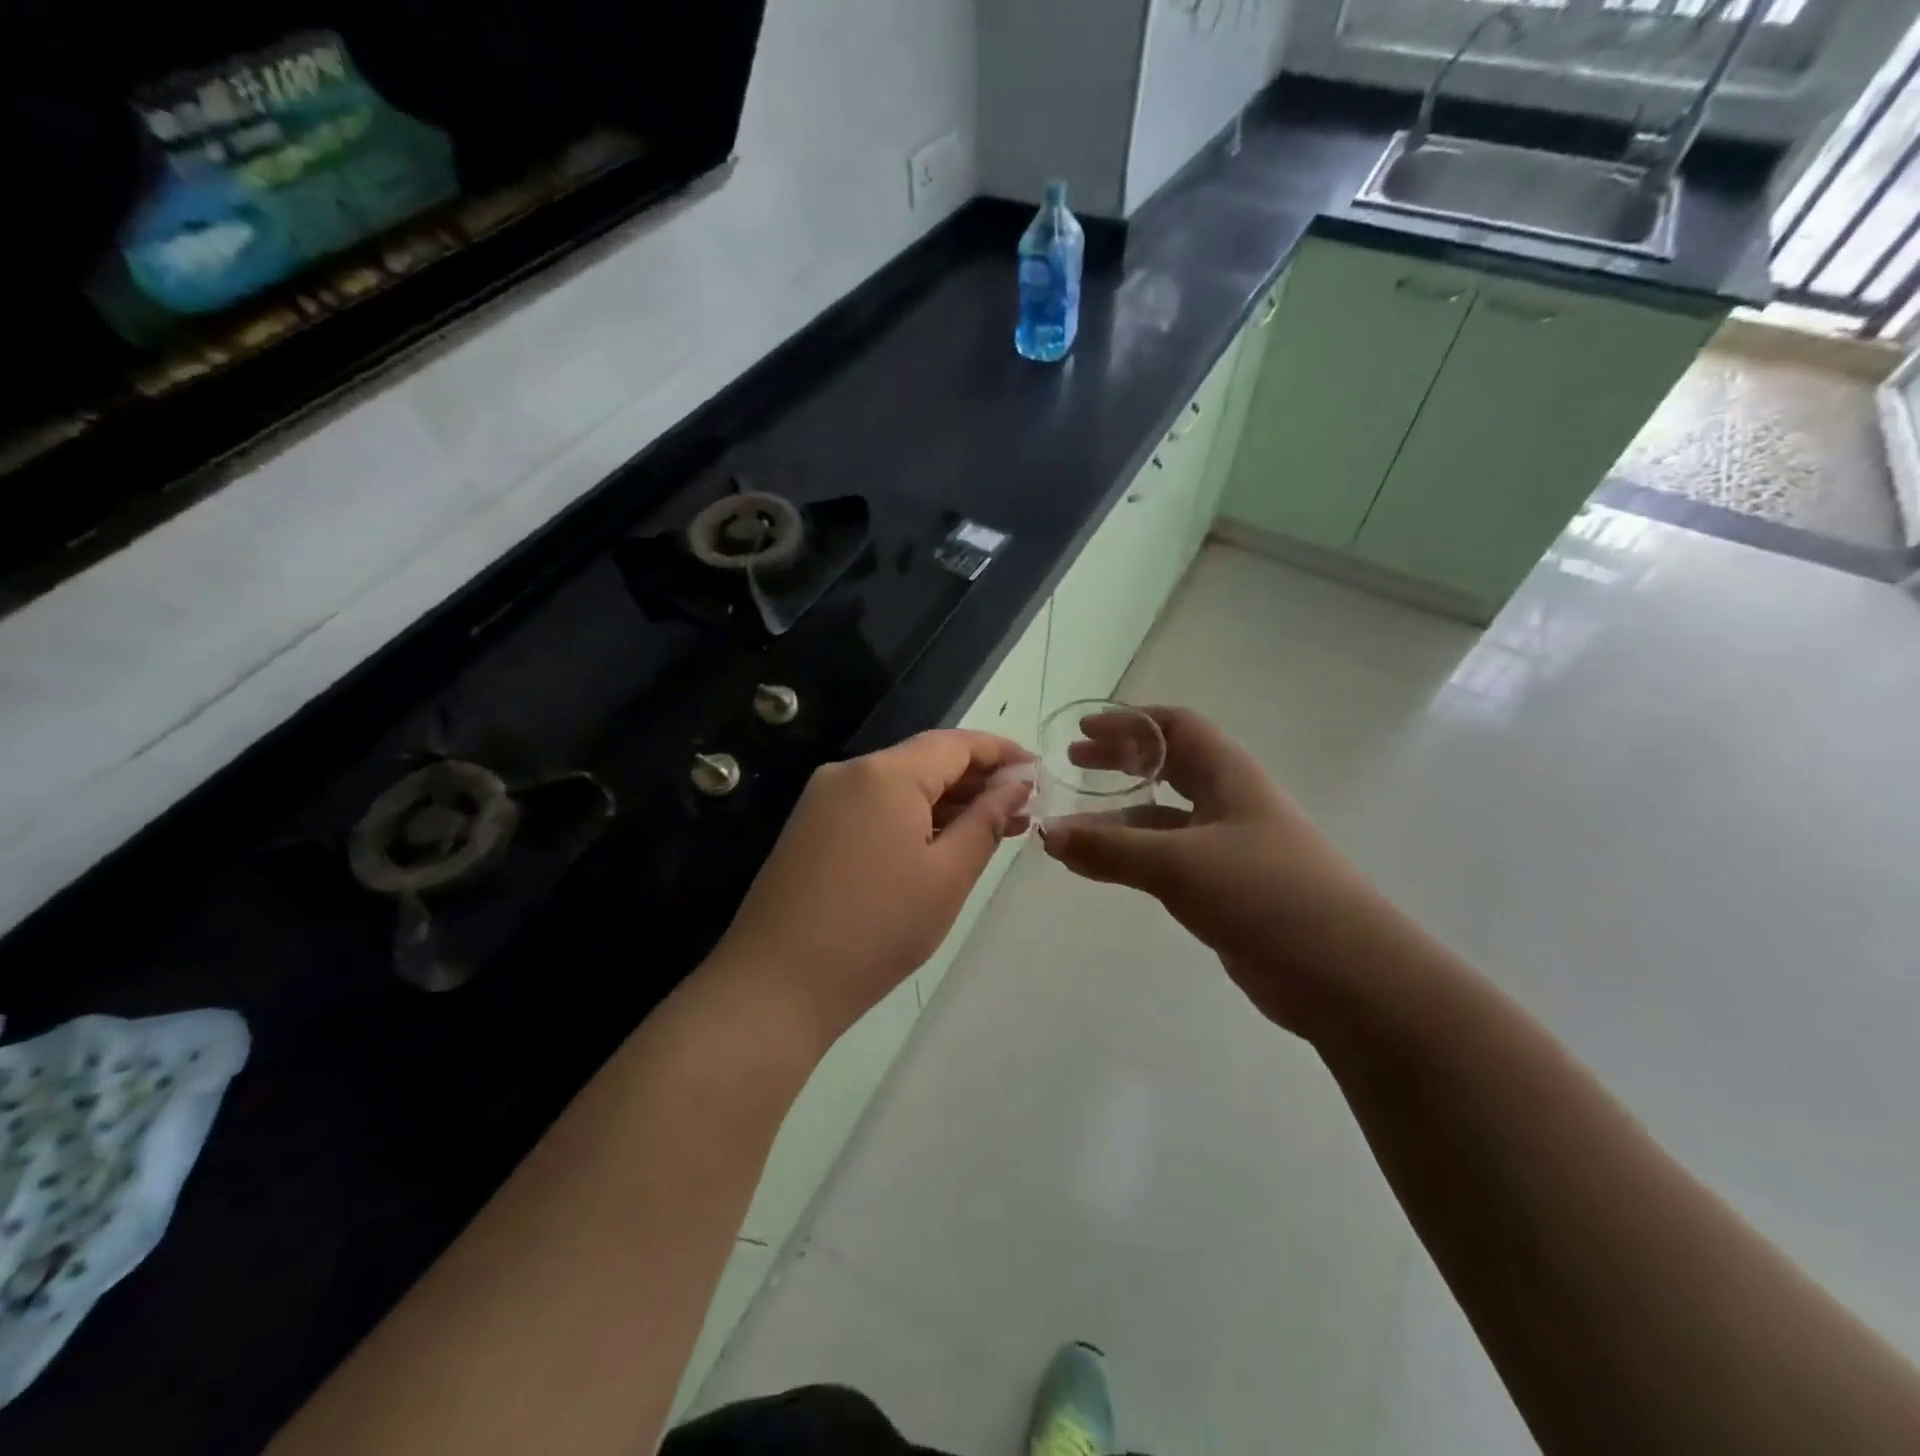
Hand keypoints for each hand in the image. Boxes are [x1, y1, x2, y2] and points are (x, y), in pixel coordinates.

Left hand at [709, 730, 1032, 1046]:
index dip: (1001, 752)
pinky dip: (911, 818)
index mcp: (885, 773)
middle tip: (1021, 811)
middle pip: (926, 760)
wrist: (776, 985)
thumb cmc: (877, 930)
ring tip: (991, 830)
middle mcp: (850, 772)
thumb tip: (1017, 784)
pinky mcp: (811, 827)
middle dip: (976, 780)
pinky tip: (939, 844)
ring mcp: (824, 799)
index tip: (1038, 772)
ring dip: (946, 802)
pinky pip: (873, 807)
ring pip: (899, 785)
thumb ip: (986, 820)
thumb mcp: (947, 875)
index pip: (956, 743)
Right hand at [1041, 706, 1391, 1034]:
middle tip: (1073, 764)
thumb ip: (1111, 849)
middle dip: (1119, 762)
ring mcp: (1228, 849)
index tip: (1084, 730)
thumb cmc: (1265, 894)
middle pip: (1167, 768)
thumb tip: (1046, 834)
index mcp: (1229, 776)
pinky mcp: (1224, 891)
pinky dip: (1127, 859)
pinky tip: (1092, 870)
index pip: (1176, 728)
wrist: (1344, 974)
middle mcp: (1229, 804)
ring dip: (1114, 820)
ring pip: (1161, 821)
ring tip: (1065, 831)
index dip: (1129, 723)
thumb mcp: (1180, 863)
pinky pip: (1165, 862)